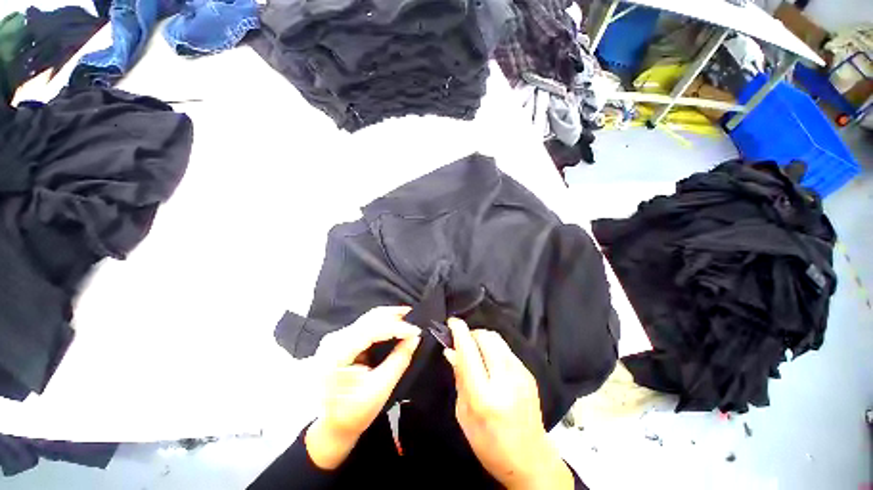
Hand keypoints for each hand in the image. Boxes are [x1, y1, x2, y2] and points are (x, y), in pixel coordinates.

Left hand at [305, 306, 420, 468]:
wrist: (330, 426)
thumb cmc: (352, 414)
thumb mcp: (379, 389)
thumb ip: (399, 360)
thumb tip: (415, 338)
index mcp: (337, 353)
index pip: (372, 330)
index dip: (397, 327)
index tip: (417, 331)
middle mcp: (334, 339)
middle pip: (370, 319)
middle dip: (395, 317)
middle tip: (416, 319)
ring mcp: (337, 338)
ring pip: (369, 318)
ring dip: (391, 317)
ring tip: (409, 319)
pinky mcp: (342, 340)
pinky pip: (367, 324)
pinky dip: (384, 323)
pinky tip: (396, 323)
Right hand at [443, 318, 573, 489]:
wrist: (530, 460)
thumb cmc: (490, 444)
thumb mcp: (464, 415)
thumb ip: (459, 378)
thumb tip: (451, 351)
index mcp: (484, 396)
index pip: (469, 351)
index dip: (459, 332)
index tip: (452, 322)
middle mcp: (505, 380)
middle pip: (486, 337)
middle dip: (471, 334)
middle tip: (463, 343)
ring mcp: (520, 374)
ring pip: (497, 339)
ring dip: (482, 339)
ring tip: (476, 352)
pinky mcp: (528, 373)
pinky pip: (506, 349)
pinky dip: (494, 348)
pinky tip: (491, 363)